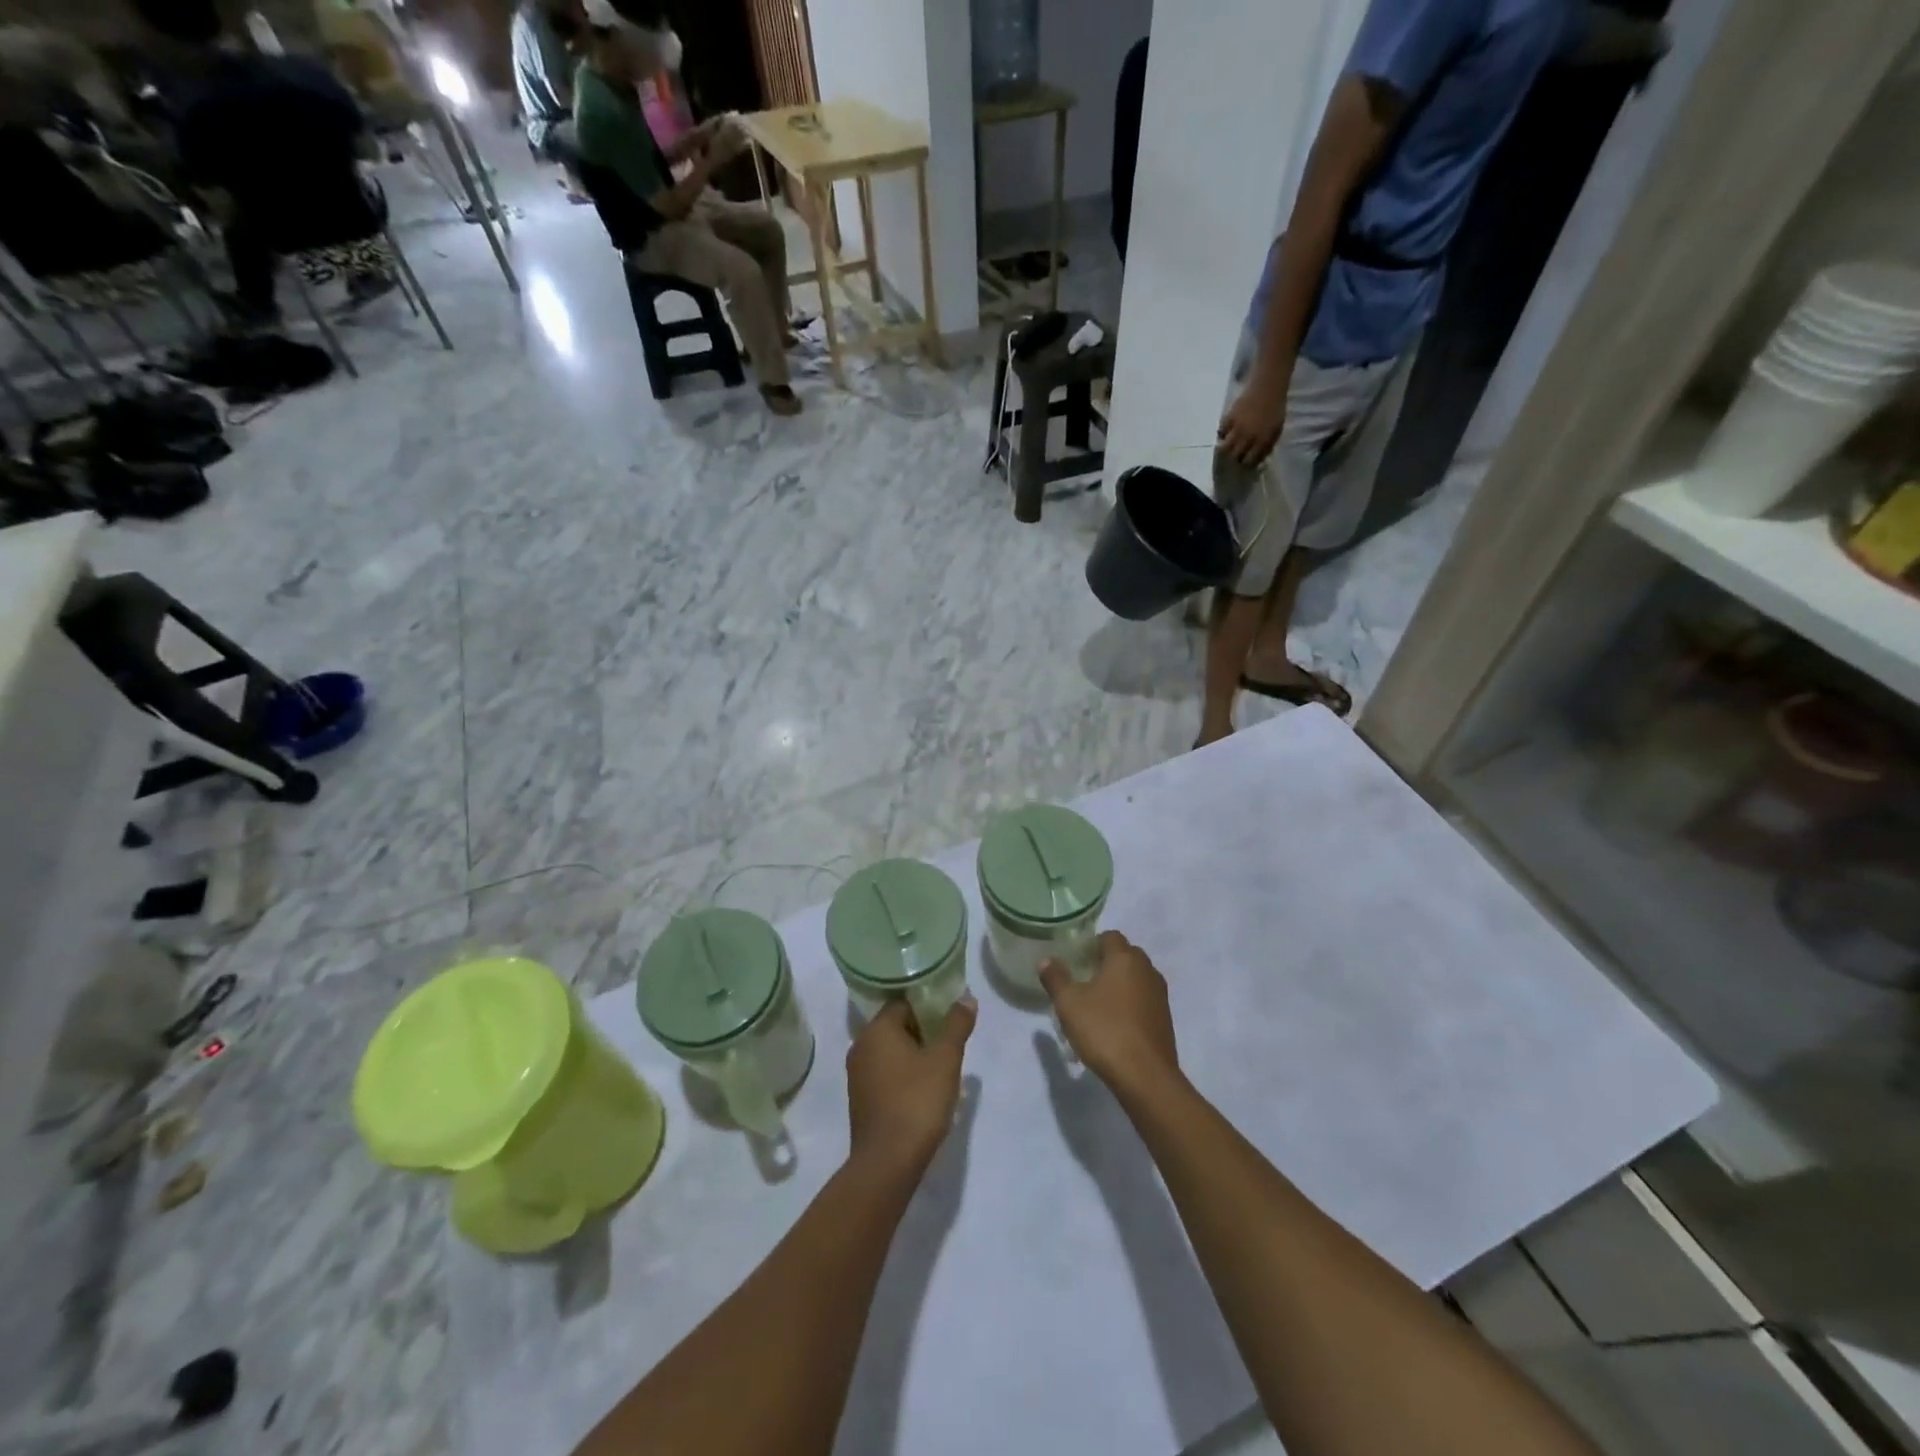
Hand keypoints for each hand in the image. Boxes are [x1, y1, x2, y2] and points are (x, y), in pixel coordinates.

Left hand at [846, 997, 977, 1176]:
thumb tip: (966, 997)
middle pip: (896, 1026)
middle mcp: (861, 1046)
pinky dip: (903, 1075)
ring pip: (890, 1052)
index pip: (903, 1003)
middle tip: (950, 1042)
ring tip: (942, 1066)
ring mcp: (857, 1075)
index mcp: (877, 1029)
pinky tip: (924, 1090)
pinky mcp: (861, 1100)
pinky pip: (885, 1074)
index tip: (950, 1016)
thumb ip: (956, 1024)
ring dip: (914, 1054)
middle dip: (924, 1031)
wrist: (888, 1162)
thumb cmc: (917, 1101)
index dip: (929, 1006)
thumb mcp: (945, 1059)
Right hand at [1040, 932, 1179, 1098]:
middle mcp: (1147, 970)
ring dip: (1119, 984)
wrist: (1145, 1076)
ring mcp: (1160, 995)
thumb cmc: (1104, 1030)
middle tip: (1083, 980)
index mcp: (1125, 958)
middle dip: (1106, 962)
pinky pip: (1144, 999)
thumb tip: (1047, 960)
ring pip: (1136, 978)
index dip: (1092, 944)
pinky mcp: (1165, 1018)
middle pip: (1125, 955)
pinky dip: (1130, 1003)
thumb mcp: (1069, 1003)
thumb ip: (1056, 978)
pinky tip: (1114, 1023)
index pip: (1110, 936)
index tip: (1076, 960)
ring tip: (1097, 1003)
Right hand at [1218, 373, 1286, 467]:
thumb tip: (1259, 458)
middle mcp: (1247, 437)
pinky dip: (1222, 434)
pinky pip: (1221, 431)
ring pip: (1224, 447)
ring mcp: (1237, 428)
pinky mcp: (1229, 418)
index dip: (1246, 464)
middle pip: (1235, 456)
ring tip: (1226, 449)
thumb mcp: (1277, 428)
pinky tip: (1224, 433)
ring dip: (1225, 450)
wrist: (1268, 386)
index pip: (1249, 460)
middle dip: (1234, 459)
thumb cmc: (1276, 407)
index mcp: (1262, 440)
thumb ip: (1268, 444)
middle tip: (1234, 457)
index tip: (1245, 463)